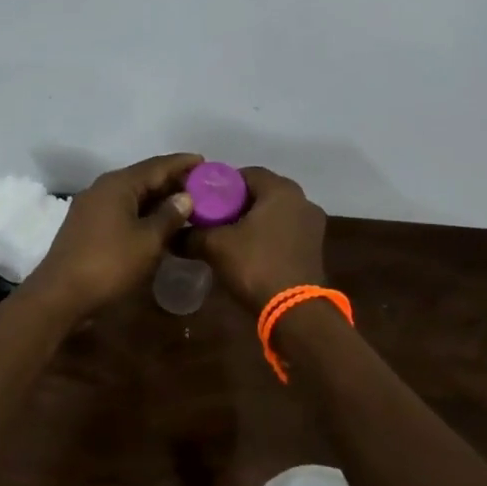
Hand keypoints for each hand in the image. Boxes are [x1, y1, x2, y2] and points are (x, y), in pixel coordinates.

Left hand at [20, 153, 202, 320]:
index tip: (205, 161)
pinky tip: (158, 223)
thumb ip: (169, 216)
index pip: (157, 166)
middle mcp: (103, 188)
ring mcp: (92, 207)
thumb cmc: (109, 264)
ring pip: (132, 195)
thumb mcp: (148, 241)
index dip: (182, 164)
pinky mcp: (87, 225)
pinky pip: (122, 209)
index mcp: (118, 184)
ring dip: (158, 198)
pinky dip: (143, 212)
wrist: (60, 295)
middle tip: (201, 186)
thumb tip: (185, 197)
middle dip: (172, 181)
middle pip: (143, 177)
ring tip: (185, 204)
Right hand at [186, 166, 327, 310]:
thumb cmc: (256, 266)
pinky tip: (248, 251)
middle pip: (261, 193)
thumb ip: (192, 235)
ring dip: (252, 221)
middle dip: (236, 204)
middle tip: (211, 218)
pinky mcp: (314, 247)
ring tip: (227, 236)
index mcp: (281, 190)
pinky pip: (284, 231)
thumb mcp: (216, 246)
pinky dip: (266, 235)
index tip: (202, 200)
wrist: (294, 311)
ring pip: (274, 213)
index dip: (221, 185)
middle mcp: (302, 200)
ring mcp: (312, 225)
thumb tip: (171, 235)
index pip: (246, 174)